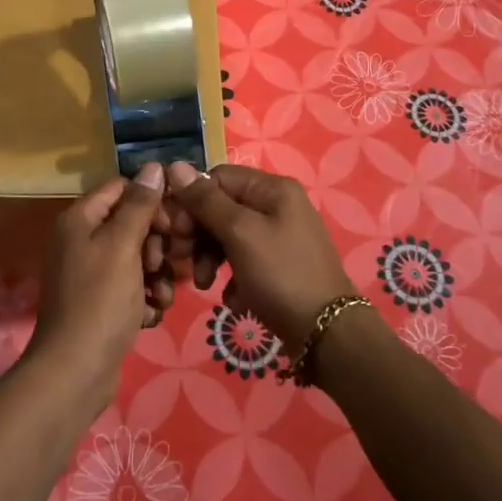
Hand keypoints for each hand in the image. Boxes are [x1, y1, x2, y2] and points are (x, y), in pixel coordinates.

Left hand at [27, 163, 171, 397]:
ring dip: (155, 276)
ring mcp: (89, 273)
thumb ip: (140, 205)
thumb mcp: (123, 247)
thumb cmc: (100, 301)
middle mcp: (80, 241)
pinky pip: (130, 288)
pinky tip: (149, 317)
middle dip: (156, 245)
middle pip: (131, 224)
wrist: (76, 371)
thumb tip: (154, 167)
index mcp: (79, 220)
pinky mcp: (99, 302)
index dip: (151, 202)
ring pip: (136, 259)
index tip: (174, 223)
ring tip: (160, 298)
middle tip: (164, 264)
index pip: (122, 189)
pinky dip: (144, 299)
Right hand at [162, 162, 357, 352]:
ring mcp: (280, 236)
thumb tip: (175, 167)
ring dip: (210, 258)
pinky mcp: (280, 265)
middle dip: (199, 234)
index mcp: (273, 188)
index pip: (217, 178)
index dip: (192, 200)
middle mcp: (278, 205)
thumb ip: (206, 201)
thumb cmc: (281, 275)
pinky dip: (232, 277)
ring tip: (204, 284)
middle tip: (183, 259)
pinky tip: (232, 299)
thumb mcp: (240, 233)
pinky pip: (244, 260)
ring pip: (229, 236)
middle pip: (222, 207)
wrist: (326, 334)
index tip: (175, 230)